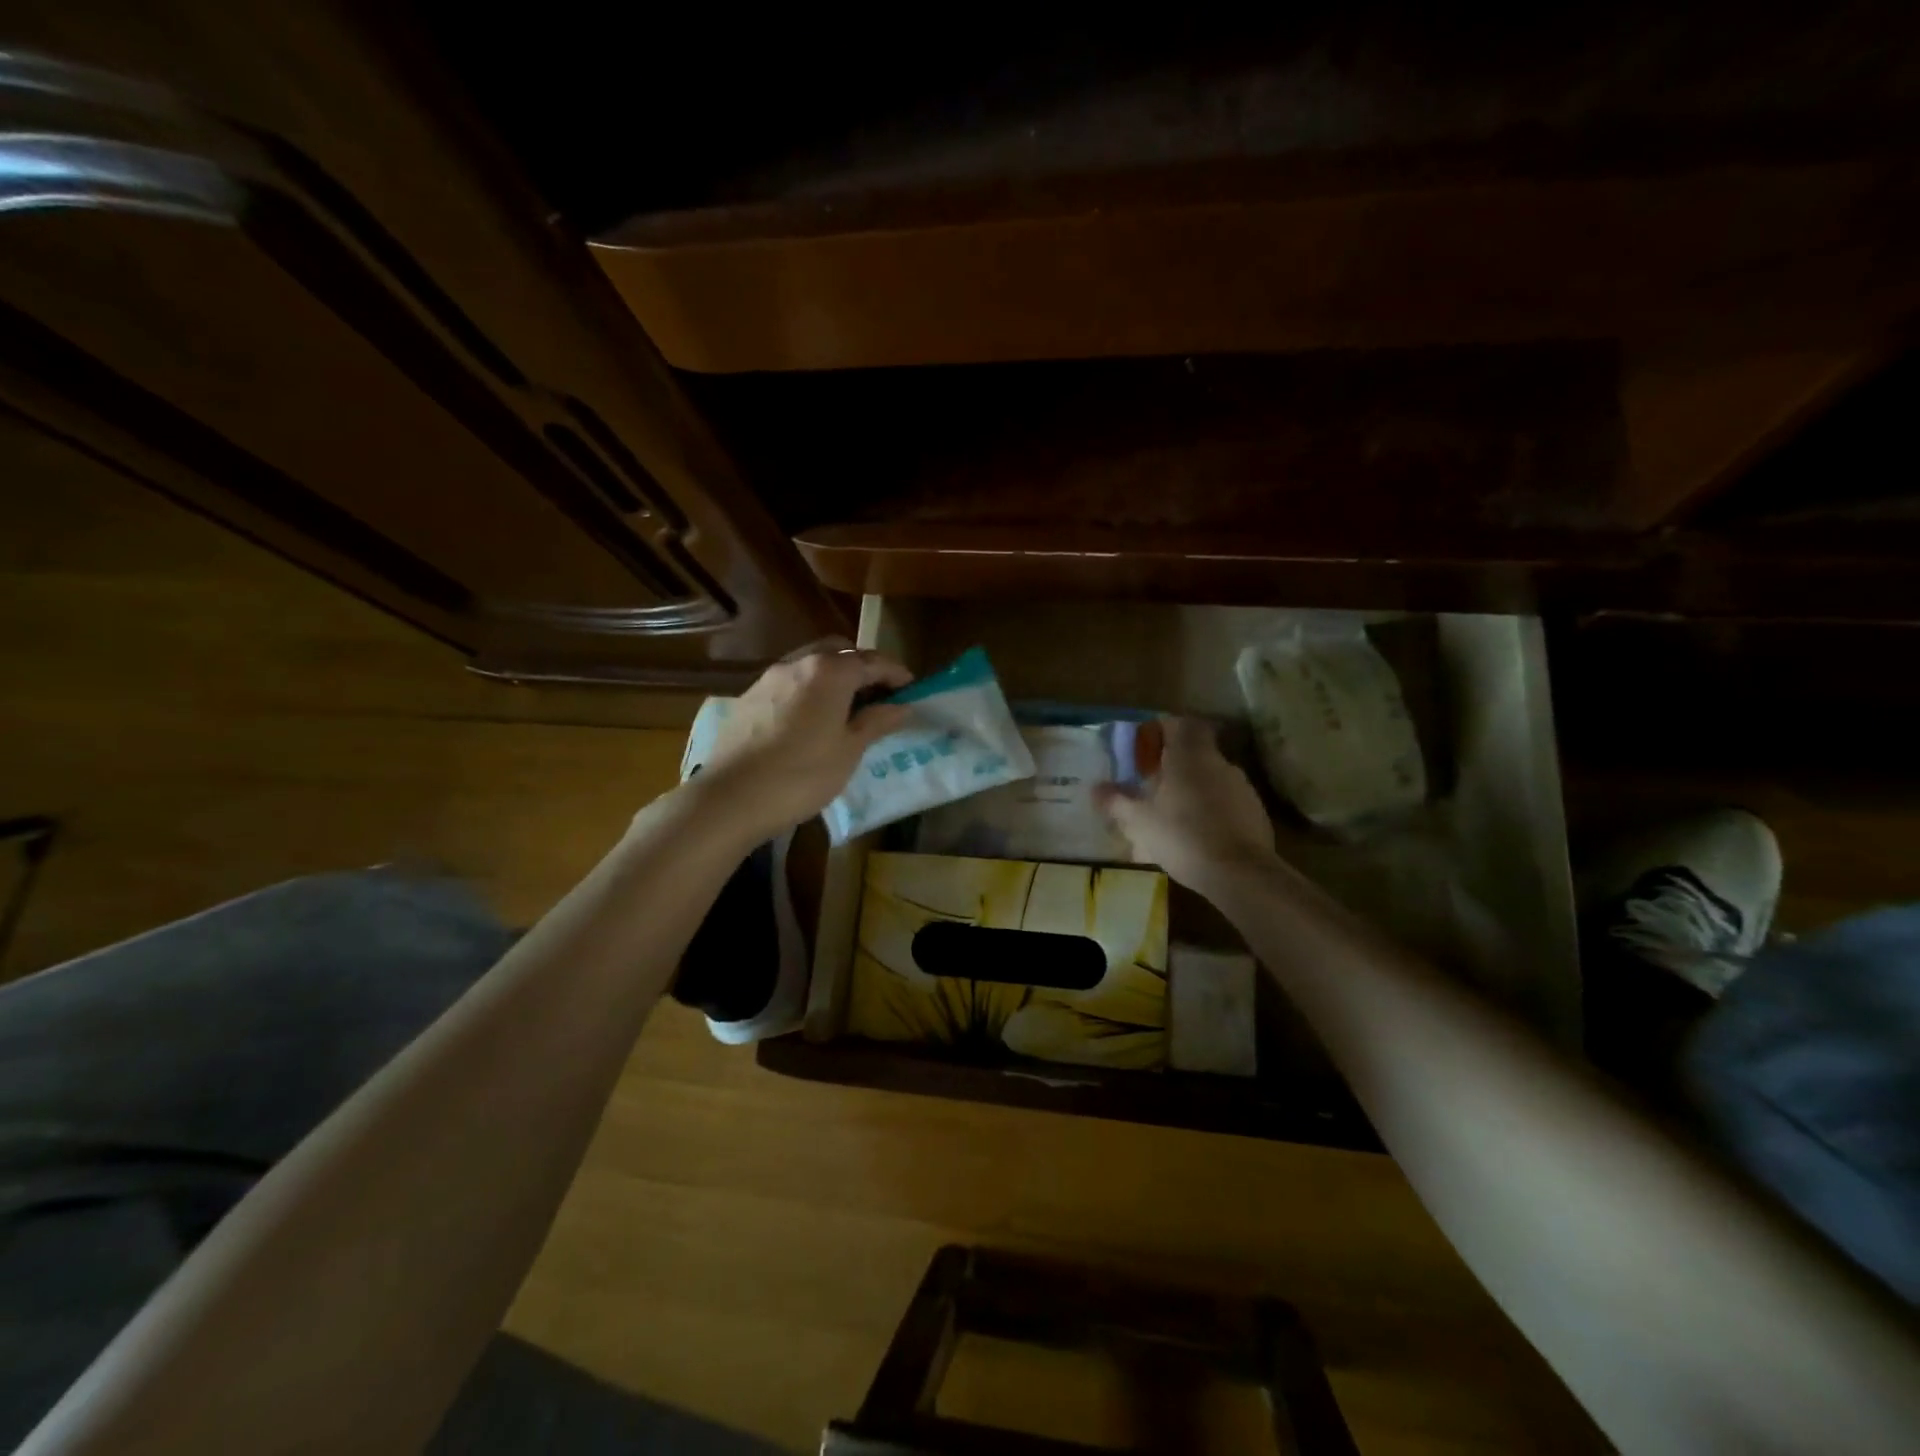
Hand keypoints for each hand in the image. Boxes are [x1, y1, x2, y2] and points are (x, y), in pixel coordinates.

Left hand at [696, 641, 912, 839]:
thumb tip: (902, 706)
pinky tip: (812, 718)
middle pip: (839, 651)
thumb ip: (876, 722)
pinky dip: (810, 689)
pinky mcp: (749, 697)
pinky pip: (790, 682)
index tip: (912, 689)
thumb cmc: (802, 775)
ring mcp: (769, 678)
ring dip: (834, 676)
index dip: (896, 674)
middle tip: (879, 694)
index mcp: (829, 672)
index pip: (873, 661)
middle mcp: (798, 663)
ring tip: (847, 707)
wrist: (731, 797)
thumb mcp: (849, 751)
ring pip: (811, 663)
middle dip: (863, 666)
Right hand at [1097, 717, 1278, 889]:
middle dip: (1171, 767)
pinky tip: (1194, 837)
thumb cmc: (1182, 836)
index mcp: (1188, 756)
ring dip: (1189, 791)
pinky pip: (1224, 802)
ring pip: (1208, 779)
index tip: (1144, 749)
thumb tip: (1096, 788)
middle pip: (1192, 753)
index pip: (1177, 724)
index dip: (1160, 731)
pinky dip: (1208, 811)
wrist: (1240, 873)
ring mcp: (1241, 787)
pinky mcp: (1254, 812)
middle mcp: (1218, 763)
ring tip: (1169, 818)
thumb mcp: (1139, 821)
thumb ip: (1116, 801)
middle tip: (1149, 787)